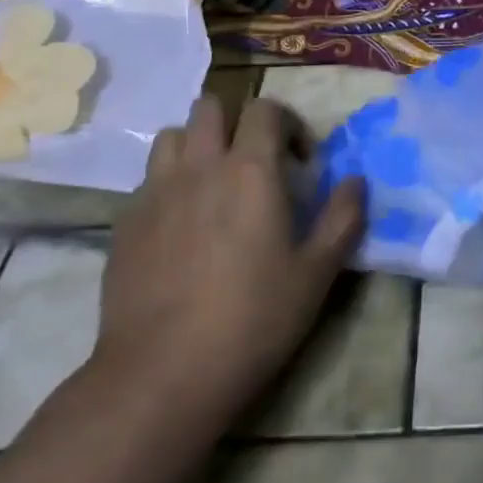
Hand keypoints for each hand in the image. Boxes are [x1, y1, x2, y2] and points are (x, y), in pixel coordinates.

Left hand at [89, 96, 364, 440]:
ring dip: (197, 145)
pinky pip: (148, 180)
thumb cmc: (253, 319)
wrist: (162, 374)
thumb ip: (343, 217)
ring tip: (214, 184)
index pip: (266, 109)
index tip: (302, 162)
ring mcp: (155, 193)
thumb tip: (356, 181)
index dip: (289, 123)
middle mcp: (200, 167)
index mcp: (250, 170)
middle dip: (237, 122)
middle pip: (211, 108)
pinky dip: (169, 184)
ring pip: (171, 137)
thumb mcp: (317, 273)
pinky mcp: (125, 224)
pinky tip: (182, 226)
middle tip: (256, 162)